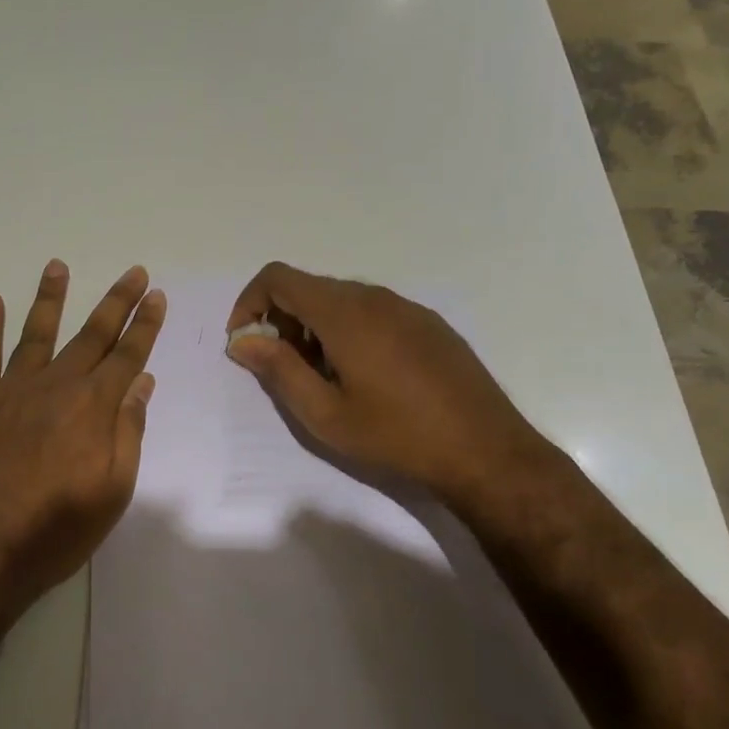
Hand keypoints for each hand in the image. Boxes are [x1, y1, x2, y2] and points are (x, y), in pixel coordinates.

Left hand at [0, 260, 166, 630]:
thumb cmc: (54, 530)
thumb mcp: (112, 491)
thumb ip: (128, 431)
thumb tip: (141, 382)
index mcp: (92, 407)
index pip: (128, 355)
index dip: (145, 324)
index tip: (156, 295)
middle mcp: (55, 386)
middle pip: (91, 335)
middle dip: (115, 302)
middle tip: (133, 272)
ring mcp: (11, 390)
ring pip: (36, 333)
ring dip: (50, 298)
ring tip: (58, 266)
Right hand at [225, 262, 569, 523]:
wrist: (486, 451)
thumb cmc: (395, 435)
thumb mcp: (324, 413)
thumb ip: (278, 369)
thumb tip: (243, 340)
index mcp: (344, 312)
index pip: (279, 278)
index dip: (250, 302)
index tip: (245, 341)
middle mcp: (374, 297)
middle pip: (309, 287)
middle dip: (282, 320)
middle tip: (283, 368)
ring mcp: (406, 307)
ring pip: (342, 300)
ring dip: (315, 327)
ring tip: (323, 377)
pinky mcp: (428, 323)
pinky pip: (373, 311)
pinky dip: (348, 330)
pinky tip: (365, 375)